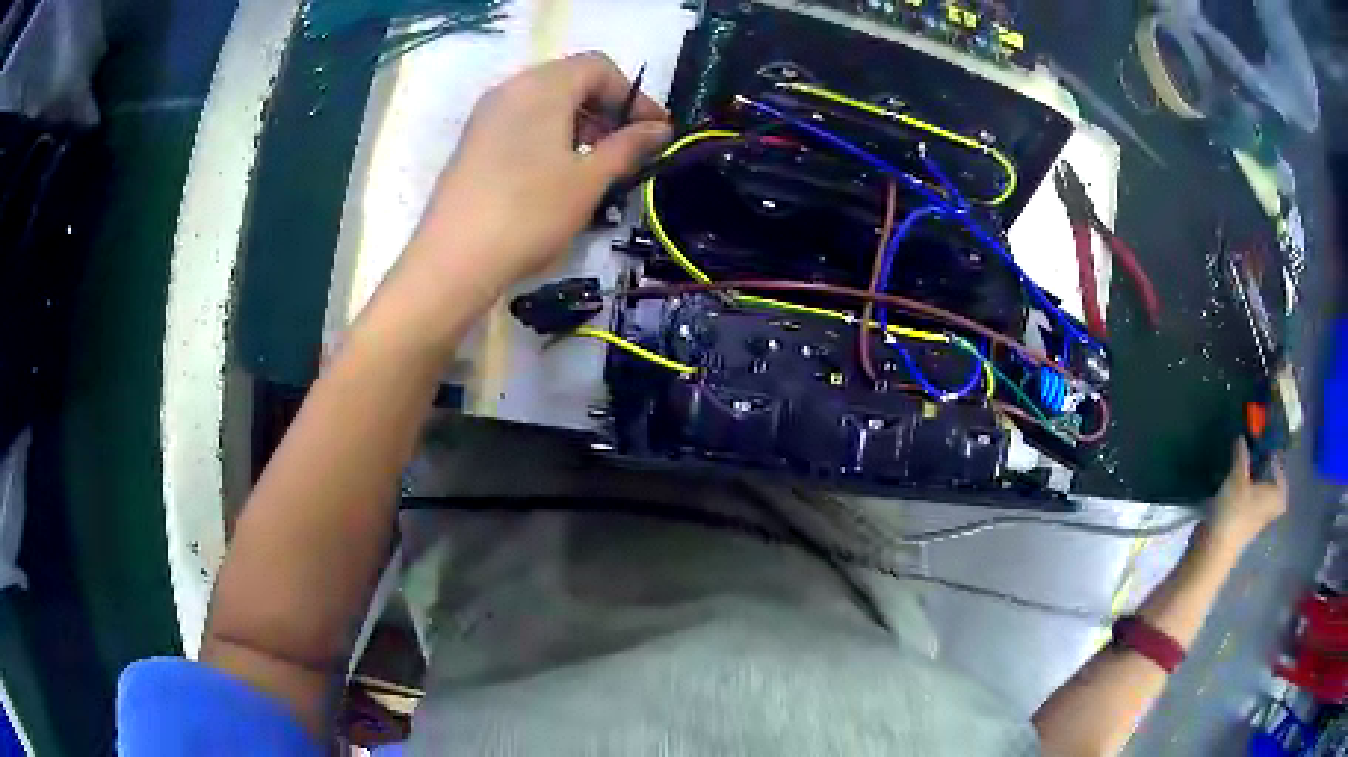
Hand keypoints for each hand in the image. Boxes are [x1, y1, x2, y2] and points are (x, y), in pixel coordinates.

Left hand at [399, 52, 670, 306]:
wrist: (453, 260)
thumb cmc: (529, 213)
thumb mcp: (589, 180)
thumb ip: (629, 146)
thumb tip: (660, 129)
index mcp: (542, 86)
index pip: (598, 67)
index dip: (633, 96)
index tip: (653, 132)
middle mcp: (511, 89)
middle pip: (570, 80)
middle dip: (606, 109)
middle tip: (626, 150)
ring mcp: (486, 114)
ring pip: (545, 102)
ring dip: (579, 124)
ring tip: (594, 166)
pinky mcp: (473, 141)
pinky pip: (521, 122)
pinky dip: (549, 135)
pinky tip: (557, 175)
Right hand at [1203, 439, 1287, 552]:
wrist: (1214, 548)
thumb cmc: (1234, 511)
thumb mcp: (1237, 476)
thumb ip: (1241, 455)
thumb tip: (1242, 437)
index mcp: (1276, 497)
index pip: (1281, 476)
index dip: (1276, 463)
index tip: (1266, 449)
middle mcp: (1269, 510)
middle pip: (1270, 487)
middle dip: (1263, 473)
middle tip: (1254, 457)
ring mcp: (1254, 521)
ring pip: (1258, 497)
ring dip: (1252, 484)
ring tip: (1241, 468)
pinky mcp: (1240, 528)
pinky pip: (1246, 505)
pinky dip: (1242, 496)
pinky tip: (1231, 487)